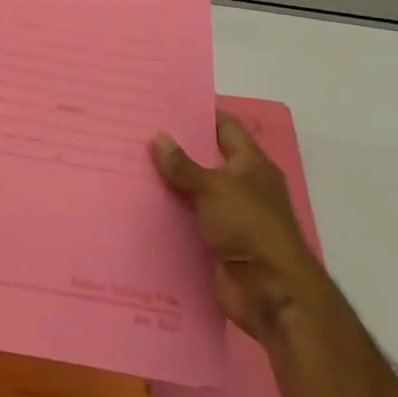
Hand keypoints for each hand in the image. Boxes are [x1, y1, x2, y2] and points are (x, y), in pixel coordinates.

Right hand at [152, 113, 328, 344]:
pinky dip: (165, 214)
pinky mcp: (214, 242)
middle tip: (134, 133)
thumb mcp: (214, 188)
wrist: (271, 292)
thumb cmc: (250, 227)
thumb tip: (158, 137)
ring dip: (166, 183)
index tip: (164, 104)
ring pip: (191, 191)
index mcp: (252, 166)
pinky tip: (134, 205)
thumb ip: (183, 165)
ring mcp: (229, 216)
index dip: (200, 114)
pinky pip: (185, 220)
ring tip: (126, 165)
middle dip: (174, 148)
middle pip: (205, 160)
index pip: (226, 128)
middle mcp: (242, 187)